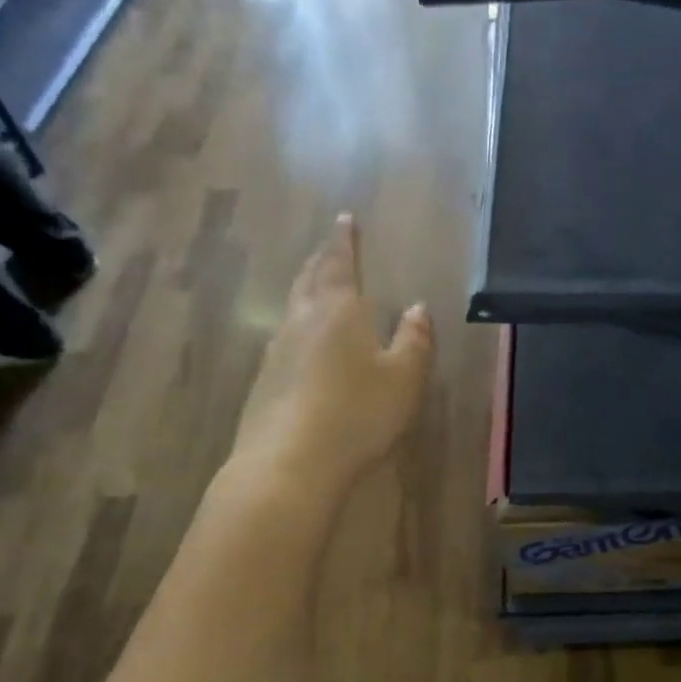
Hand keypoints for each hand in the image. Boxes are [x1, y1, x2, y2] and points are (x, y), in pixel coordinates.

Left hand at [231, 214, 434, 499]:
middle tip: (330, 248)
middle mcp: (301, 321)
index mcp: (338, 310)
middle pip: (309, 279)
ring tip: (316, 288)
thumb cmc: (357, 414)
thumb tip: (417, 309)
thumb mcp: (403, 379)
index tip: (345, 218)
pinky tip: (301, 345)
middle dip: (322, 261)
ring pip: (292, 308)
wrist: (290, 463)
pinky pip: (283, 341)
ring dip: (306, 291)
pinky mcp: (263, 382)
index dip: (344, 240)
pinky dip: (297, 329)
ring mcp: (276, 351)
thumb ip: (414, 341)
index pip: (340, 263)